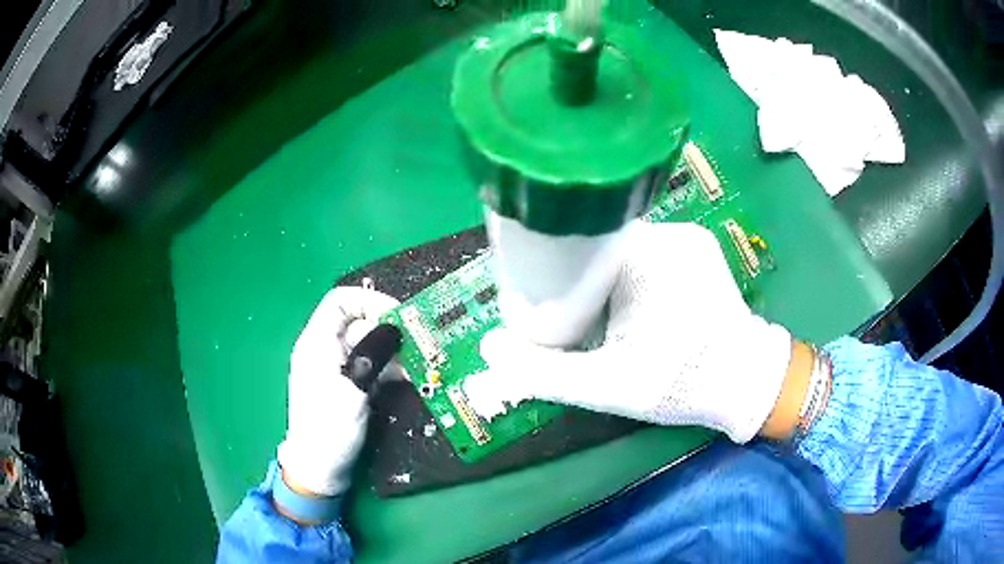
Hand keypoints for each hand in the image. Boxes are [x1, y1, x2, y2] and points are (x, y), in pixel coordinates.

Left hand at [277, 286, 399, 496]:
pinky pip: (371, 365)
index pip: (340, 301)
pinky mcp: (348, 385)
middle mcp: (325, 349)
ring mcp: (337, 368)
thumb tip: (393, 327)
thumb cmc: (329, 430)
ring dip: (393, 352)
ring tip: (417, 365)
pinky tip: (406, 378)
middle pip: (359, 323)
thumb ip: (372, 355)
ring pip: (369, 345)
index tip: (399, 315)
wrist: (320, 469)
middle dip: (389, 331)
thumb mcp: (352, 391)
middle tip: (417, 345)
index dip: (369, 300)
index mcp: (316, 343)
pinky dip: (389, 368)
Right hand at [469, 221, 793, 442]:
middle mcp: (666, 233)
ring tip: (607, 320)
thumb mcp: (606, 386)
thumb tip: (488, 348)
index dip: (552, 275)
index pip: (575, 247)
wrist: (746, 383)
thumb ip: (544, 371)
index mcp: (642, 256)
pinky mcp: (698, 248)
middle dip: (580, 284)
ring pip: (621, 250)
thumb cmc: (681, 383)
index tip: (546, 306)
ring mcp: (687, 236)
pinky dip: (631, 276)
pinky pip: (647, 253)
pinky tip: (637, 308)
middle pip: (597, 249)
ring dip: (606, 281)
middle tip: (579, 324)